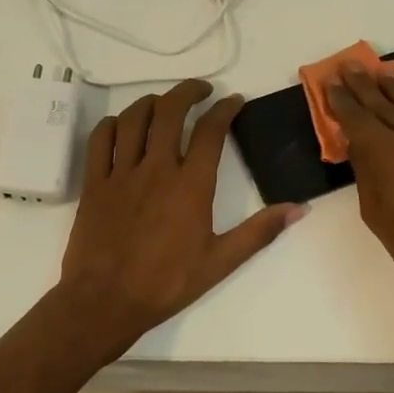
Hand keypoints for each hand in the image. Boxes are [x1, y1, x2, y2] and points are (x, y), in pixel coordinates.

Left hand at [59, 79, 304, 345]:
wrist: (105, 302)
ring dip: (151, 102)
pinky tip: (122, 125)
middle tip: (201, 90)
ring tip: (164, 103)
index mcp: (191, 185)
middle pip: (169, 111)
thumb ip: (260, 231)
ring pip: (133, 119)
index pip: (211, 130)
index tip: (233, 101)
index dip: (225, 108)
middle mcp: (156, 168)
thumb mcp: (221, 262)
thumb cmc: (166, 284)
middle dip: (187, 92)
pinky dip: (113, 124)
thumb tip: (300, 209)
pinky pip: (100, 140)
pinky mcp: (94, 183)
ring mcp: (120, 173)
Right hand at [326, 65, 393, 309]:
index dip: (343, 100)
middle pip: (386, 103)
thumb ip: (367, 174)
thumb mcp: (378, 215)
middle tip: (351, 66)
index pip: (359, 118)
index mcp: (390, 155)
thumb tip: (360, 146)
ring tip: (381, 73)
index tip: (333, 82)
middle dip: (365, 85)